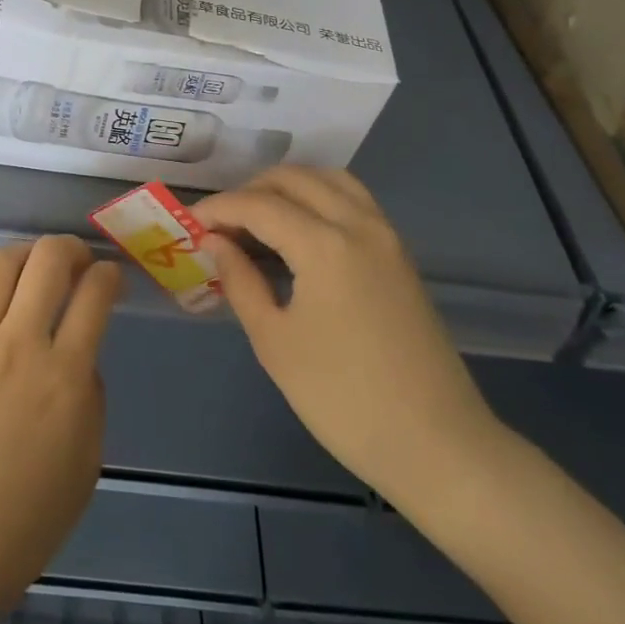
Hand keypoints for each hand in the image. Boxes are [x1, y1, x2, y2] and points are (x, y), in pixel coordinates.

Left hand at [0, 236, 121, 623]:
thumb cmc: (21, 527)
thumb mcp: (84, 468)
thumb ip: (89, 400)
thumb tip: (77, 358)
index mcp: (64, 377)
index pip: (95, 294)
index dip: (111, 275)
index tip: (114, 282)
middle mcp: (19, 344)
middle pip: (48, 260)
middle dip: (72, 248)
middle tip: (80, 265)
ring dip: (25, 255)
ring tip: (34, 271)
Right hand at [194, 167, 502, 507]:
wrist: (436, 444)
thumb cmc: (342, 398)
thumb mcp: (275, 342)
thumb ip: (240, 281)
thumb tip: (215, 242)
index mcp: (324, 244)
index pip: (258, 205)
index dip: (217, 208)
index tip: (188, 223)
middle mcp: (358, 224)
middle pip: (294, 179)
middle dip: (250, 190)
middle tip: (221, 224)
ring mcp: (386, 236)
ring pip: (330, 180)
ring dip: (288, 187)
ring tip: (258, 218)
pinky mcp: (399, 254)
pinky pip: (354, 201)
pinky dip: (319, 198)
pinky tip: (299, 231)